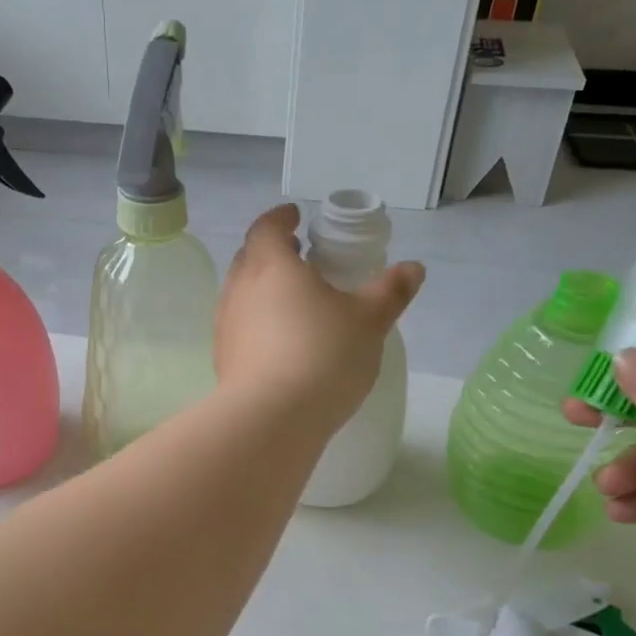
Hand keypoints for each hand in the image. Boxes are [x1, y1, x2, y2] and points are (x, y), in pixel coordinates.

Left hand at [216, 204, 423, 430]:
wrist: (270, 418)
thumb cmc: (322, 355)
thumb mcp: (368, 321)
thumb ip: (390, 291)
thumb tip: (412, 268)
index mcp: (270, 266)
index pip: (266, 228)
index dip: (280, 219)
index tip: (295, 217)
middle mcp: (239, 289)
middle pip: (249, 258)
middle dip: (271, 252)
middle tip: (298, 256)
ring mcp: (225, 325)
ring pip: (241, 294)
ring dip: (262, 288)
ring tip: (293, 300)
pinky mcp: (222, 358)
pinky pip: (239, 327)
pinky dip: (256, 321)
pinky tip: (279, 341)